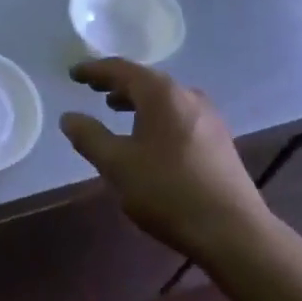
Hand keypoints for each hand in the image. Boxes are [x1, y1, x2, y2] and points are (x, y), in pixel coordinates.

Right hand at [60, 58, 279, 264]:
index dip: (94, 70)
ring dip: (137, 100)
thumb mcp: (117, 165)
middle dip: (116, 83)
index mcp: (162, 94)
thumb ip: (89, 137)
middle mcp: (188, 96)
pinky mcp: (218, 140)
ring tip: (115, 109)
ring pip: (164, 98)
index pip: (121, 70)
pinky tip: (148, 136)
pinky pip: (178, 114)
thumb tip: (69, 117)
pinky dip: (155, 115)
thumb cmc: (167, 191)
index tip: (73, 74)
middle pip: (146, 80)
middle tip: (92, 88)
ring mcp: (208, 118)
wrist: (232, 230)